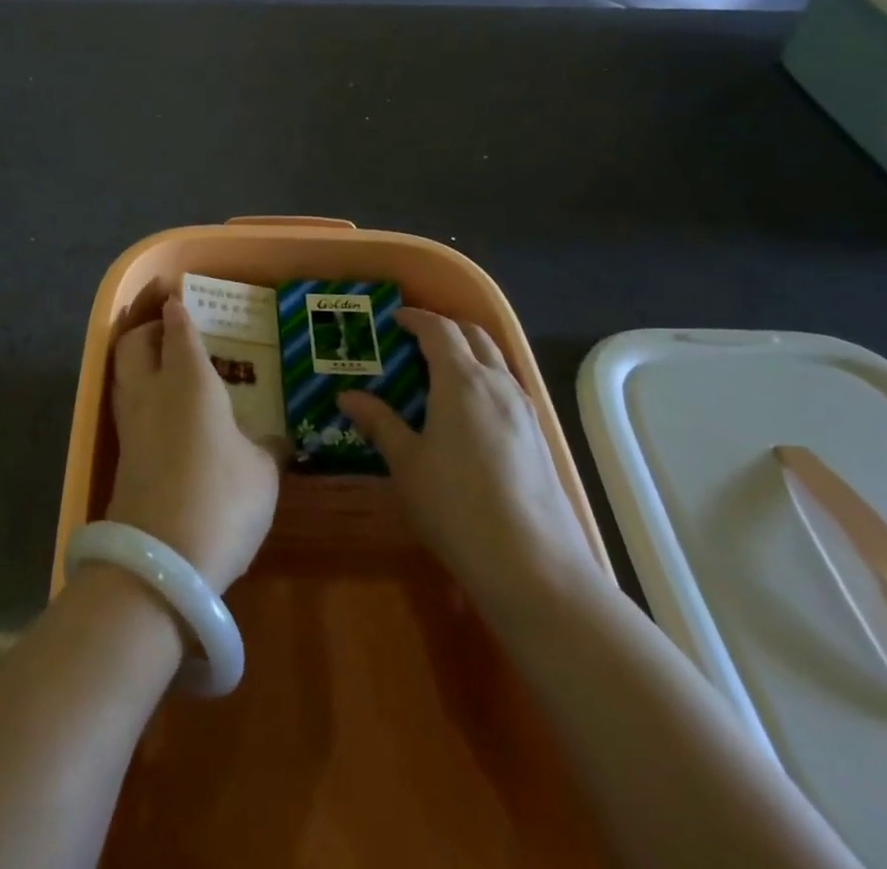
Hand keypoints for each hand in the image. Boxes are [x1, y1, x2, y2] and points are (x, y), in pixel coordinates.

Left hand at [106, 299, 278, 592]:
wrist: (160, 563)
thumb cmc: (222, 499)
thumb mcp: (262, 473)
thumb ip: (266, 449)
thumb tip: (276, 442)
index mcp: (189, 381)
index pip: (179, 332)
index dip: (178, 312)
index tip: (177, 299)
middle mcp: (151, 393)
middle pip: (134, 344)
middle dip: (147, 330)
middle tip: (167, 331)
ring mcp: (130, 426)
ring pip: (123, 375)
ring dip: (138, 363)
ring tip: (163, 369)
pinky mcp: (121, 459)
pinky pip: (127, 410)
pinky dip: (140, 399)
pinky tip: (163, 417)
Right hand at [338, 309, 602, 623]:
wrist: (533, 567)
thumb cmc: (456, 507)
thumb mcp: (406, 464)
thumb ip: (379, 423)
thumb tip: (347, 396)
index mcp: (462, 380)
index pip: (439, 330)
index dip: (416, 319)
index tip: (394, 320)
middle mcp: (498, 384)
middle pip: (474, 336)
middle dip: (445, 329)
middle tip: (415, 341)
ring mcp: (524, 410)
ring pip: (496, 361)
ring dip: (469, 353)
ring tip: (440, 373)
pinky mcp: (539, 437)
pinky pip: (508, 388)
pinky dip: (485, 380)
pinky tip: (469, 413)